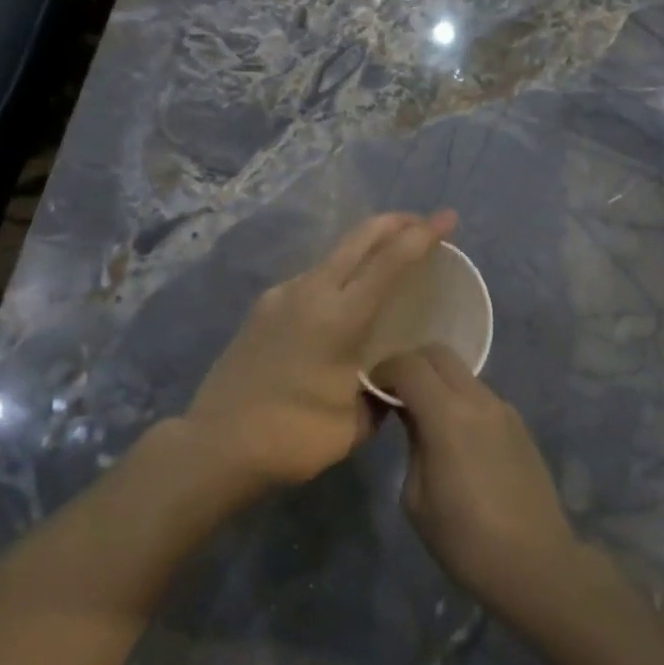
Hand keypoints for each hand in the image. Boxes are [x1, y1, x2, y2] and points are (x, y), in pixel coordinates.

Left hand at [183, 210, 457, 488]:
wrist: (216, 446)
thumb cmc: (292, 438)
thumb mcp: (355, 424)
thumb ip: (382, 393)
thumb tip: (394, 379)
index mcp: (340, 318)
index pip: (390, 262)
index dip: (422, 236)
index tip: (447, 219)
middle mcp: (310, 292)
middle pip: (359, 238)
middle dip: (395, 223)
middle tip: (422, 224)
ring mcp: (282, 295)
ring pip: (333, 255)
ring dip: (364, 247)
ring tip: (387, 261)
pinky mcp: (263, 307)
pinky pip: (312, 278)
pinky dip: (338, 274)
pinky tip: (344, 299)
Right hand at [374, 345, 579, 621]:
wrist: (537, 565)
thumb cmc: (466, 541)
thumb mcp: (417, 498)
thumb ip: (411, 443)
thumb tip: (409, 415)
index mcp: (448, 416)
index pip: (409, 365)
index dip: (383, 370)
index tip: (371, 392)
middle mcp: (478, 400)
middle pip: (438, 354)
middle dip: (410, 365)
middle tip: (394, 395)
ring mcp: (503, 409)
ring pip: (462, 373)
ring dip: (437, 382)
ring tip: (423, 418)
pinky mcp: (519, 424)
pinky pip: (480, 395)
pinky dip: (459, 399)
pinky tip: (454, 436)